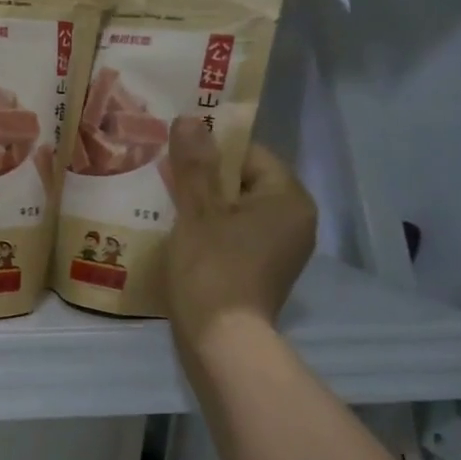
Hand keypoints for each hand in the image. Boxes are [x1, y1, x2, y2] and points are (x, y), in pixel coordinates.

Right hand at [165, 123, 316, 346]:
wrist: (222, 341)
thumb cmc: (213, 269)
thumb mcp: (198, 212)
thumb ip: (195, 165)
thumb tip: (190, 119)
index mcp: (288, 198)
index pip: (251, 155)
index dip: (212, 151)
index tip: (176, 156)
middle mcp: (295, 221)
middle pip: (245, 183)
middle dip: (205, 181)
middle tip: (165, 180)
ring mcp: (282, 250)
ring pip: (239, 212)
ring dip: (205, 208)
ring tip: (166, 207)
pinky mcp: (264, 272)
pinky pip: (238, 237)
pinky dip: (213, 233)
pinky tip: (182, 238)